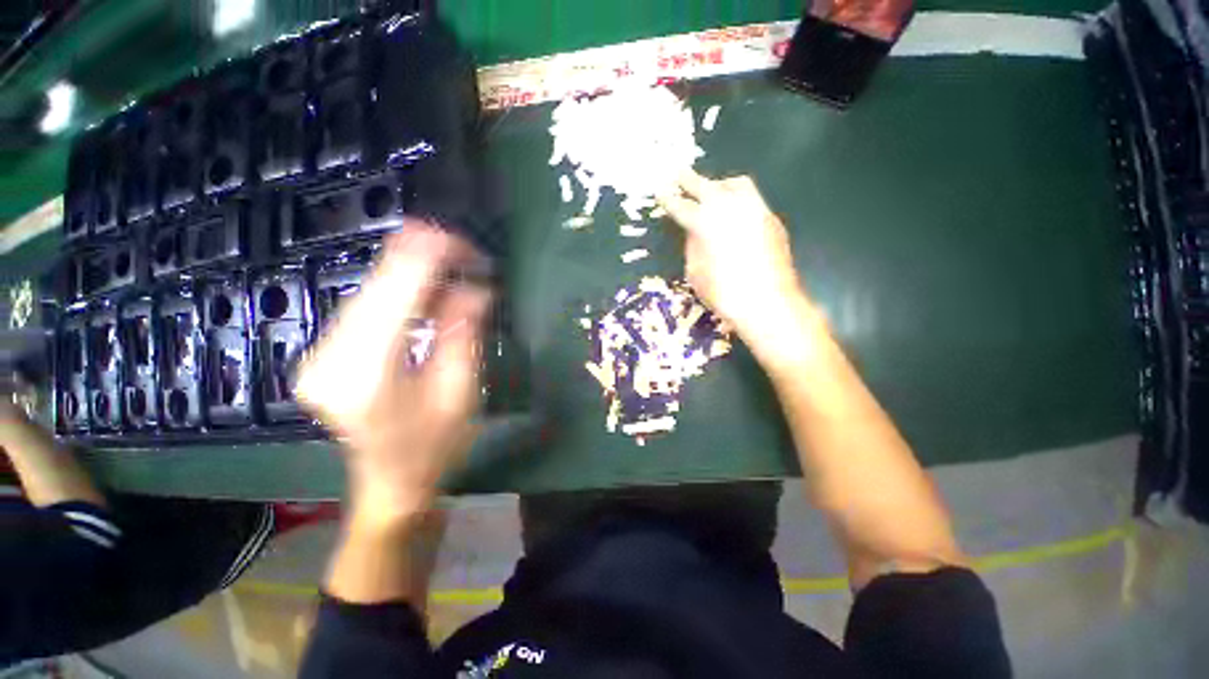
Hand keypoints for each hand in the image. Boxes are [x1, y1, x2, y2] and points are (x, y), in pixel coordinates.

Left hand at [296, 223, 490, 527]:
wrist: (391, 484)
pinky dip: (396, 288)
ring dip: (410, 270)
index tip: (461, 242)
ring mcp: (318, 354)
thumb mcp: (461, 391)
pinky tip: (424, 282)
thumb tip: (476, 286)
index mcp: (366, 373)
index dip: (427, 260)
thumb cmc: (434, 446)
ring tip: (451, 260)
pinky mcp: (324, 353)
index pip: (395, 296)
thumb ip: (463, 334)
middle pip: (374, 287)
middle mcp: (329, 357)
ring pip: (366, 292)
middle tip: (462, 247)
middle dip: (419, 258)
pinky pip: (364, 307)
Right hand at [657, 171, 807, 342]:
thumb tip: (695, 231)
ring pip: (735, 184)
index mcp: (704, 222)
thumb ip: (693, 245)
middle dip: (688, 180)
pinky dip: (739, 200)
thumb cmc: (723, 292)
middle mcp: (729, 207)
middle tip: (678, 176)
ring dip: (719, 184)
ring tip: (712, 190)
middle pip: (704, 186)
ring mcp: (754, 209)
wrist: (767, 302)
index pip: (680, 205)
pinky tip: (735, 213)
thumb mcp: (695, 271)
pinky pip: (752, 199)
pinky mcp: (771, 218)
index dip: (668, 199)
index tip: (660, 191)